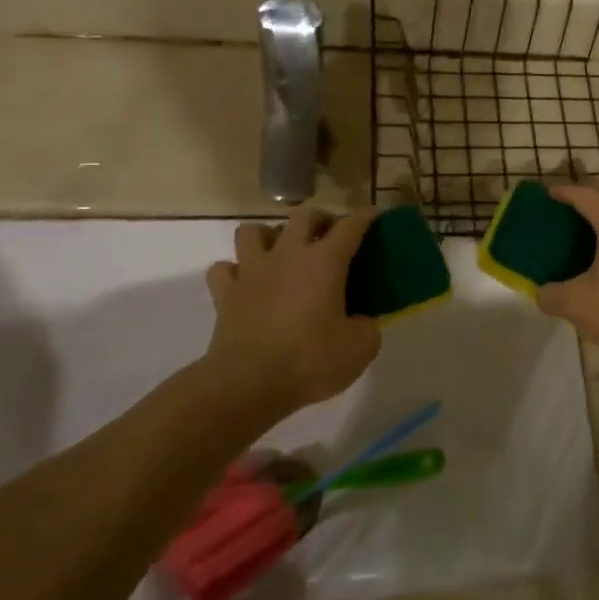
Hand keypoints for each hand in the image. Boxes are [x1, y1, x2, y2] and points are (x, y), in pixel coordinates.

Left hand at [203, 206, 381, 414]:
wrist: (248, 384)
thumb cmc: (309, 361)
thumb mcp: (359, 349)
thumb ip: (366, 327)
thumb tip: (360, 322)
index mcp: (325, 262)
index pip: (350, 226)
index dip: (365, 217)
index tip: (374, 214)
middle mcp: (288, 255)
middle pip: (303, 215)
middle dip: (319, 219)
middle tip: (328, 235)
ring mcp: (252, 271)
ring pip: (252, 231)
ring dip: (268, 236)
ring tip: (280, 253)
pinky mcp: (225, 294)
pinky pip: (224, 268)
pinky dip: (234, 271)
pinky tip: (245, 283)